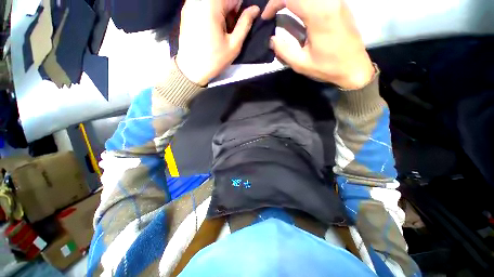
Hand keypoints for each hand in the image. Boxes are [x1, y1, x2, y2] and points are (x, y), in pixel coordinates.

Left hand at [176, 0, 259, 85]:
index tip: (236, 25)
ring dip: (220, 12)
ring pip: (213, 2)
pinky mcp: (185, 11)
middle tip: (228, 29)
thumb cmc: (214, 59)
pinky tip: (209, 29)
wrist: (191, 69)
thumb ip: (245, 24)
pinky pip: (203, 5)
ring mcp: (189, 4)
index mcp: (212, 4)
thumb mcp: (234, 45)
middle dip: (229, 11)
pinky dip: (210, 14)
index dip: (238, 11)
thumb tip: (255, 9)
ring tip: (219, 30)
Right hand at [262, 0, 373, 89]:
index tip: (265, 17)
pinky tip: (297, 10)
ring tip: (281, 9)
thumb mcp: (301, 64)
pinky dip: (303, 2)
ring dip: (292, 0)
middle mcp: (329, 2)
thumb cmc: (328, 67)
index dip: (273, 3)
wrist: (354, 68)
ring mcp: (336, 1)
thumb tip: (271, 39)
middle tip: (272, 11)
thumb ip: (283, 50)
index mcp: (319, 15)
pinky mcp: (339, 4)